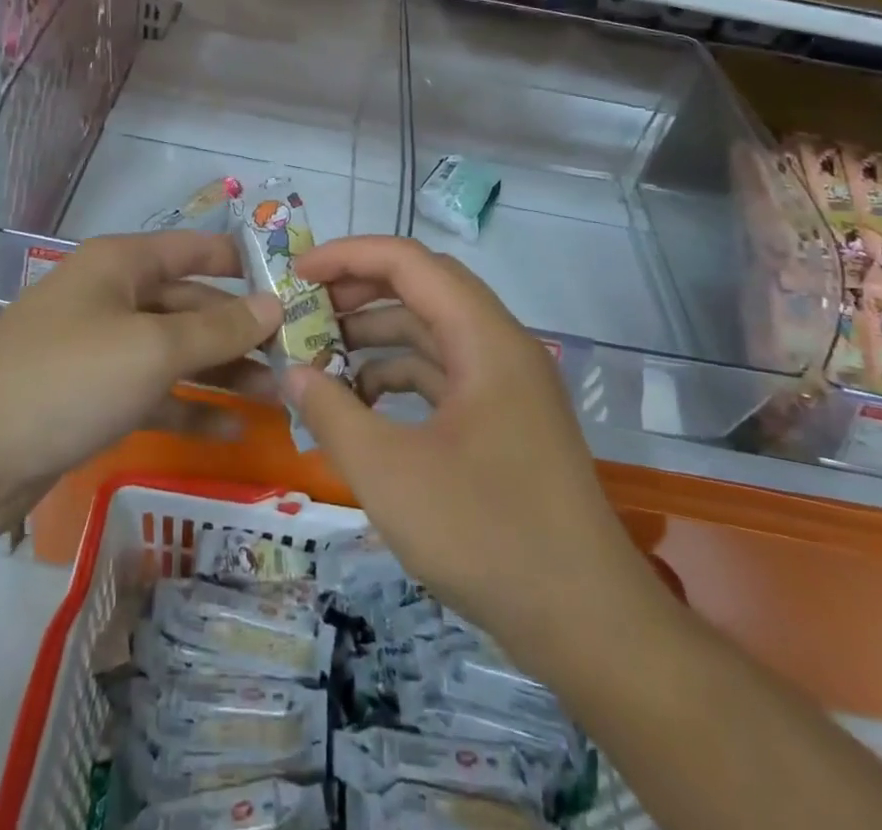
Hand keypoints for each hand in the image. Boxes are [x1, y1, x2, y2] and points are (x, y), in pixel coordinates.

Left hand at [0, 232, 281, 554]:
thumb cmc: (66, 379)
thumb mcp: (153, 349)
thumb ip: (219, 328)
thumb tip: (274, 305)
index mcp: (122, 264)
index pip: (197, 249)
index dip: (246, 264)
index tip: (297, 287)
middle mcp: (112, 297)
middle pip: (191, 303)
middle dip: (241, 329)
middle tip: (297, 356)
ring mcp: (99, 350)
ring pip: (175, 352)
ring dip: (223, 371)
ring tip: (278, 394)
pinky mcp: (90, 399)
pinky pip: (153, 394)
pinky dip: (190, 409)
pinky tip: (233, 430)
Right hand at [285, 237, 667, 676]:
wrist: (587, 624)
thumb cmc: (486, 534)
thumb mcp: (389, 473)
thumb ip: (333, 412)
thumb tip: (294, 373)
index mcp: (485, 338)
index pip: (410, 262)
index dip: (349, 256)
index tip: (297, 272)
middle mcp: (501, 346)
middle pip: (424, 288)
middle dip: (360, 291)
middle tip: (306, 309)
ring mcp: (507, 385)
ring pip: (434, 332)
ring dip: (378, 337)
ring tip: (322, 358)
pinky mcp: (505, 421)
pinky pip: (445, 374)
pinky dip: (400, 377)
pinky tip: (363, 405)